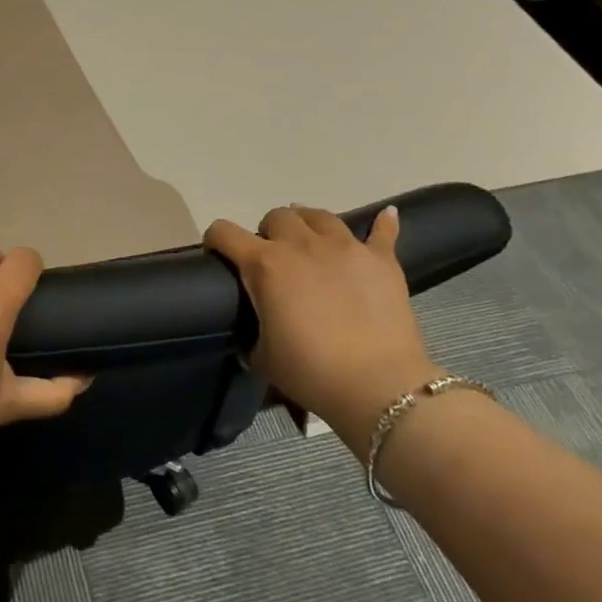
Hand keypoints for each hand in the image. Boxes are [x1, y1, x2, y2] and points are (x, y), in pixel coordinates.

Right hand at [205, 204, 437, 460]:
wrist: (378, 386)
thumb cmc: (311, 372)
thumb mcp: (263, 357)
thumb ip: (252, 334)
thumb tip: (255, 333)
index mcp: (265, 265)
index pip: (225, 233)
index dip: (216, 239)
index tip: (218, 253)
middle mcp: (301, 245)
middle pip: (277, 216)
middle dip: (269, 232)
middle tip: (274, 259)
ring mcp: (345, 247)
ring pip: (320, 215)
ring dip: (309, 224)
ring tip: (311, 240)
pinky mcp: (381, 260)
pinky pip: (382, 231)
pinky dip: (382, 224)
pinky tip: (385, 216)